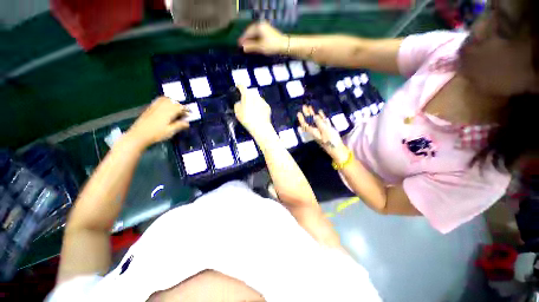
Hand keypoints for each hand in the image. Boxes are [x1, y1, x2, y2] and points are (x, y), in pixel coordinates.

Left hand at [126, 97, 189, 148]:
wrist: (139, 135)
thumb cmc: (156, 134)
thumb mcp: (170, 131)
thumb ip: (179, 125)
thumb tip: (188, 123)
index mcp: (168, 112)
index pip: (179, 107)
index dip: (186, 109)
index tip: (190, 114)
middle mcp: (162, 107)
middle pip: (173, 101)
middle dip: (180, 105)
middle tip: (183, 112)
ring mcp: (154, 107)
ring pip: (165, 99)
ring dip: (172, 102)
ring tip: (176, 108)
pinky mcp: (149, 109)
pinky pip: (158, 101)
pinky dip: (165, 101)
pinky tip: (166, 107)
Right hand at [234, 85, 271, 135]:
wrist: (260, 127)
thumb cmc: (247, 119)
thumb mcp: (237, 111)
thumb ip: (237, 104)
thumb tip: (240, 103)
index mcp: (247, 95)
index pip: (242, 86)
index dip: (239, 86)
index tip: (238, 87)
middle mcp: (256, 95)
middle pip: (250, 93)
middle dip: (247, 97)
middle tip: (245, 104)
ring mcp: (263, 101)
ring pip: (257, 99)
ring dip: (254, 102)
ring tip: (252, 111)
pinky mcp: (268, 107)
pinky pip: (262, 105)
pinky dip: (259, 107)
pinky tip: (258, 114)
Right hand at [238, 21, 287, 54]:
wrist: (284, 45)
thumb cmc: (272, 45)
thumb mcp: (260, 47)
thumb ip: (251, 47)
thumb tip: (242, 47)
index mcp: (258, 27)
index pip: (247, 32)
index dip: (242, 39)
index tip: (238, 44)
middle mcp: (261, 25)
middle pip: (251, 32)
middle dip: (246, 39)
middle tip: (242, 46)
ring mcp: (265, 28)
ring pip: (255, 34)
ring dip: (251, 40)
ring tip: (247, 46)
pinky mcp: (268, 32)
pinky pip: (259, 35)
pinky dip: (255, 40)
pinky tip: (254, 45)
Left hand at [297, 106, 348, 161]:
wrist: (337, 149)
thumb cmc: (331, 140)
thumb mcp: (325, 131)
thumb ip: (320, 123)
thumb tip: (314, 116)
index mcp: (313, 131)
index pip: (305, 124)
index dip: (301, 119)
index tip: (299, 113)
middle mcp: (315, 131)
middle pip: (309, 121)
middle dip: (306, 114)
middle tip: (304, 106)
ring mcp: (321, 130)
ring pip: (315, 121)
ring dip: (312, 114)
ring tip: (310, 107)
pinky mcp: (326, 131)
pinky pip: (322, 122)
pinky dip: (320, 117)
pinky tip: (320, 113)